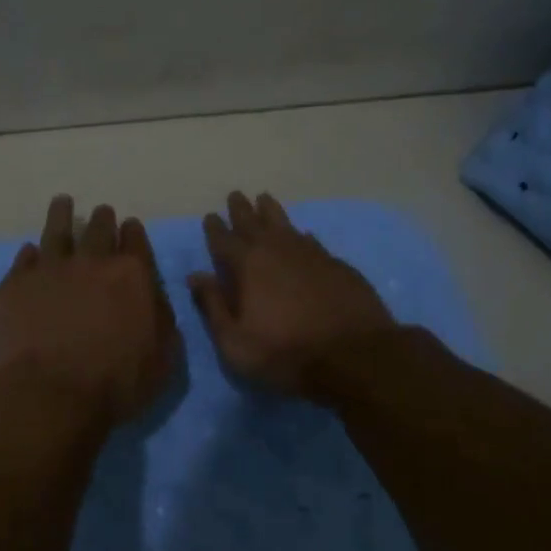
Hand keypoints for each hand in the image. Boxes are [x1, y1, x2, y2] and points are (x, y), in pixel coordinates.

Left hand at [0, 196, 180, 426]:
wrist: (50, 394)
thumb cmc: (116, 383)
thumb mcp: (163, 358)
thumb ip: (163, 321)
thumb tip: (155, 299)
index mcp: (132, 275)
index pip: (135, 241)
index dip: (133, 232)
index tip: (129, 227)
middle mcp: (91, 262)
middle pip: (98, 229)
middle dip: (103, 219)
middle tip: (102, 213)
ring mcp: (49, 270)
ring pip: (57, 231)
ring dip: (62, 214)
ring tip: (62, 202)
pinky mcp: (15, 285)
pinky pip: (24, 259)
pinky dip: (29, 253)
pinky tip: (29, 251)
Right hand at [187, 192, 395, 394]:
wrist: (354, 355)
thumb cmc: (285, 353)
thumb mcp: (235, 341)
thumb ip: (213, 305)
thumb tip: (196, 276)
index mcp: (247, 265)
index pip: (224, 239)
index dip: (215, 228)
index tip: (210, 216)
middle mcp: (277, 249)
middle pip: (254, 222)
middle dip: (241, 209)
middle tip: (235, 195)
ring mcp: (310, 253)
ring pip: (284, 223)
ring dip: (271, 211)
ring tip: (264, 198)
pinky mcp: (336, 263)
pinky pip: (311, 240)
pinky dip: (301, 234)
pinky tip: (302, 234)